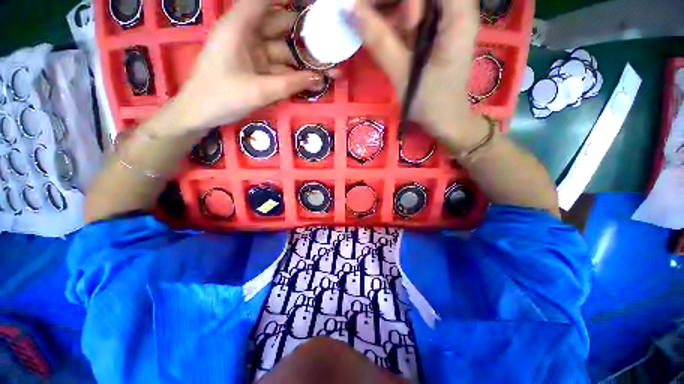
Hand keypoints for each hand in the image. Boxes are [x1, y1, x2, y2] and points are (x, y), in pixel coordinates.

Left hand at [171, 0, 323, 133]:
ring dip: (306, 61)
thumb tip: (319, 79)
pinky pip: (281, 68)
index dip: (291, 0)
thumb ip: (291, 84)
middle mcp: (249, 34)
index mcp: (240, 27)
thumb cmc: (222, 97)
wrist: (201, 114)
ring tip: (331, 68)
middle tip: (333, 44)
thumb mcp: (259, 91)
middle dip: (308, 36)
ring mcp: (254, 53)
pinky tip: (314, 81)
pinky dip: (297, 75)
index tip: (317, 5)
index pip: (266, 0)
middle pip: (282, 26)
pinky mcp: (258, 69)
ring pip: (286, 50)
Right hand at [353, 0, 480, 145]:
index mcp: (457, 14)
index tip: (378, 12)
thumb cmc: (430, 101)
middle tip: (361, 12)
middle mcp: (455, 8)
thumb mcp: (403, 73)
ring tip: (365, 21)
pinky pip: (411, 12)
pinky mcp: (434, 28)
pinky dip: (391, 18)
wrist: (445, 119)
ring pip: (412, 0)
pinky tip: (378, 30)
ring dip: (386, 7)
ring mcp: (445, 17)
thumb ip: (379, 41)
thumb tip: (350, 10)